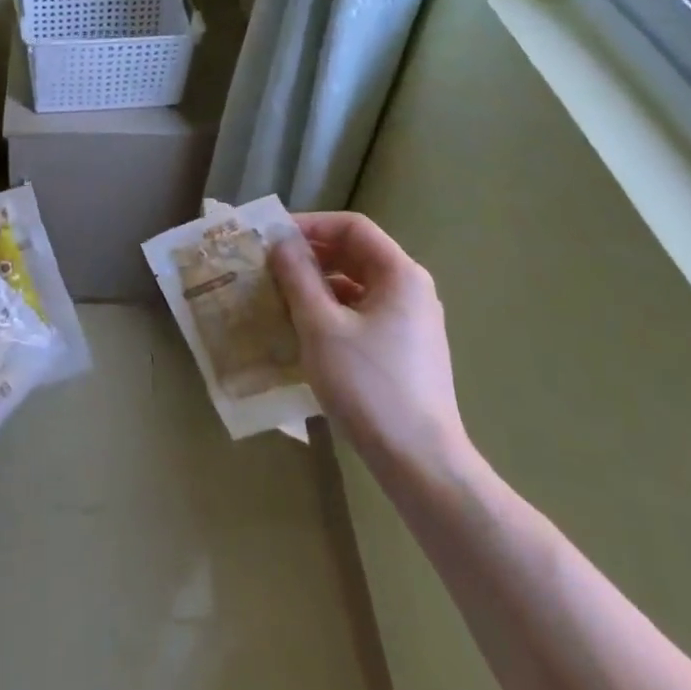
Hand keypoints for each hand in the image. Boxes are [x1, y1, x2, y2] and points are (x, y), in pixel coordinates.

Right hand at [268, 212, 470, 482]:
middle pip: (355, 253)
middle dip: (310, 255)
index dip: (311, 224)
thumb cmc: (368, 385)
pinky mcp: (404, 350)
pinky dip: (331, 311)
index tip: (273, 237)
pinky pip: (362, 313)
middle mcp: (411, 290)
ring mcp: (411, 322)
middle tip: (270, 265)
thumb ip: (297, 276)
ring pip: (356, 285)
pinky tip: (303, 330)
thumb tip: (280, 241)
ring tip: (279, 297)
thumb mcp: (320, 325)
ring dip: (317, 285)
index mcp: (400, 274)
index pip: (352, 227)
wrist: (421, 465)